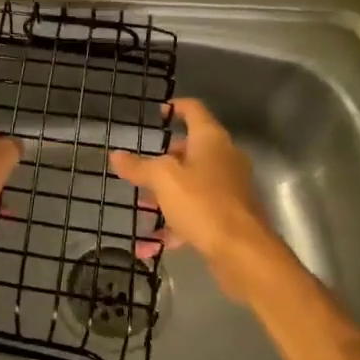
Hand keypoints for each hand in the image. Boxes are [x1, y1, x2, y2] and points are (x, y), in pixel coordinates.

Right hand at [110, 98, 292, 301]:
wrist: (243, 252)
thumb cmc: (202, 202)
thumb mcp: (163, 180)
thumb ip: (139, 167)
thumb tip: (116, 155)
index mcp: (211, 140)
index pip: (194, 110)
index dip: (175, 107)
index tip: (158, 113)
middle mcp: (224, 158)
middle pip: (191, 150)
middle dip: (164, 161)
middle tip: (142, 170)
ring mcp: (229, 188)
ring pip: (192, 184)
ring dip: (166, 195)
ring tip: (142, 208)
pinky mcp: (229, 217)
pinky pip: (196, 212)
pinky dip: (175, 225)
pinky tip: (150, 245)